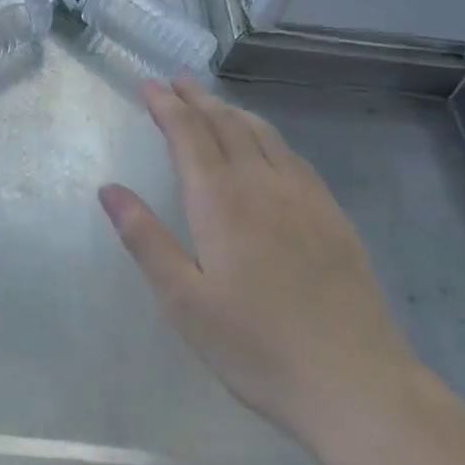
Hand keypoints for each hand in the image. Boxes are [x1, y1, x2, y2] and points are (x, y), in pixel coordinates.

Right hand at [100, 79, 421, 442]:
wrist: (356, 384)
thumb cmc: (257, 347)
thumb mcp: (184, 302)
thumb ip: (145, 239)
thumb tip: (108, 190)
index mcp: (220, 200)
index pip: (188, 133)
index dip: (166, 105)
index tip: (148, 85)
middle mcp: (261, 183)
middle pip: (225, 123)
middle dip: (196, 98)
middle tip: (175, 80)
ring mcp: (303, 196)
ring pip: (262, 133)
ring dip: (231, 110)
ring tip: (212, 102)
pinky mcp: (332, 214)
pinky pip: (292, 155)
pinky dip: (267, 134)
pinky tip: (266, 145)